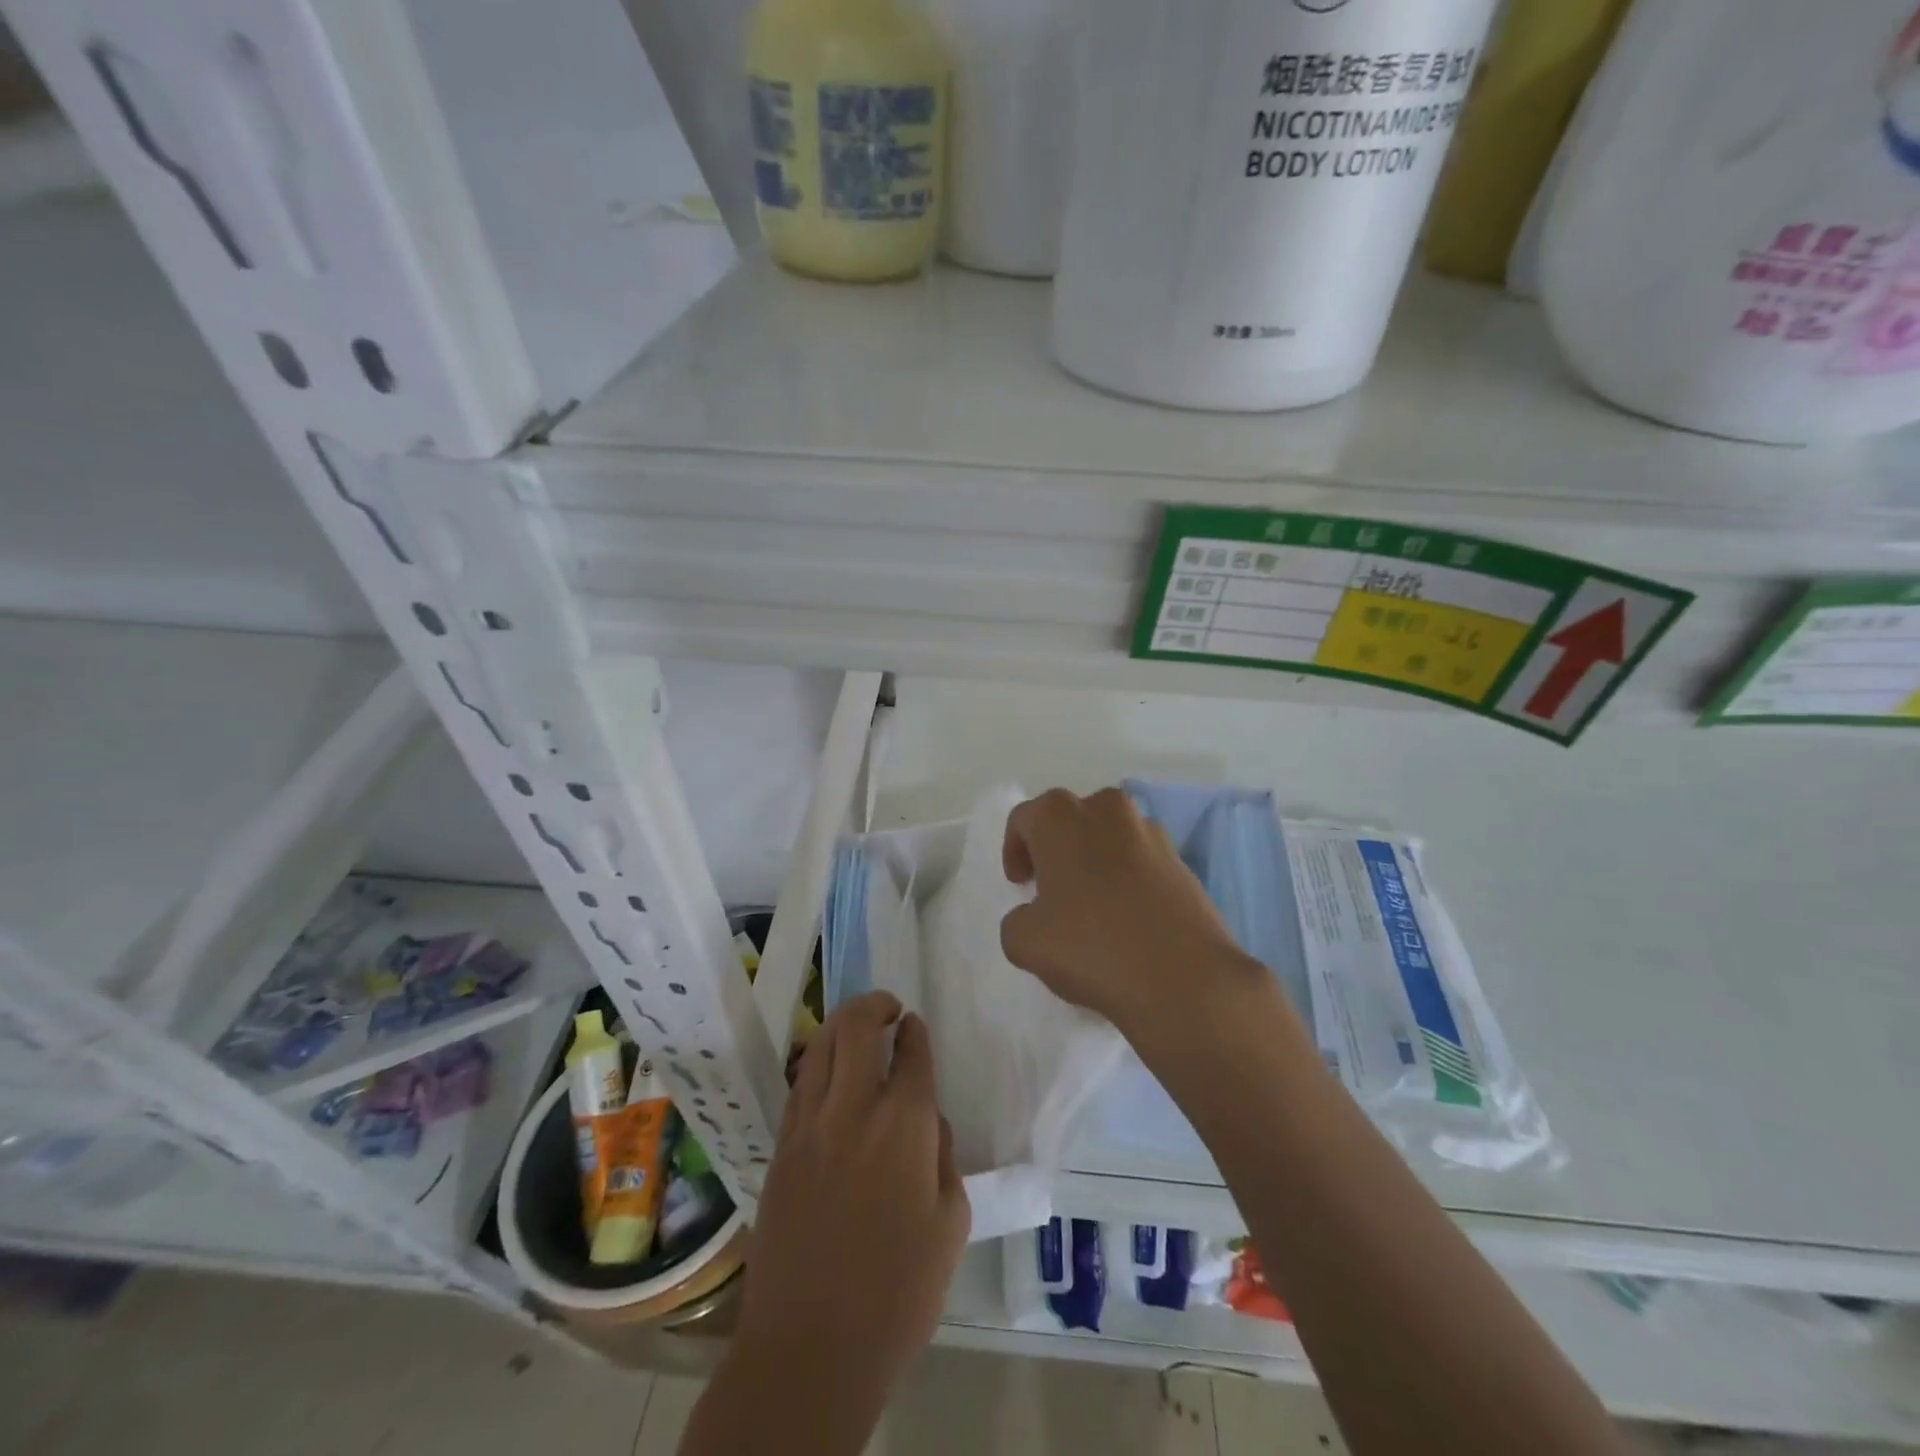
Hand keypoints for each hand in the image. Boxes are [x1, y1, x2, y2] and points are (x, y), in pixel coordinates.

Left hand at [731, 992, 968, 1441]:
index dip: (915, 1033)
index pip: (911, 1055)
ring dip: (840, 1025)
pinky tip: (826, 1072)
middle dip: (874, 1005)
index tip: (915, 1025)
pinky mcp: (781, 1149)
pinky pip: (799, 1086)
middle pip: (856, 1029)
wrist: (810, 1348)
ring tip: (856, 1026)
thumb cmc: (897, 1294)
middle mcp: (853, 1110)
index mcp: (903, 1126)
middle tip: (889, 1007)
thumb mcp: (950, 1226)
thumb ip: (943, 1158)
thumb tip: (928, 1121)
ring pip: (819, 1048)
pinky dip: (815, 1063)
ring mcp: (810, 1126)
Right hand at [999, 787, 1265, 1042]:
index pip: (1024, 818)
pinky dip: (1129, 877)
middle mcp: (1106, 809)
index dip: (1015, 850)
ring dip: (1095, 859)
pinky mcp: (1182, 860)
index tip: (1021, 885)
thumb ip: (1016, 919)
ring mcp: (1150, 831)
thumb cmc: (1092, 948)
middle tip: (1051, 889)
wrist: (1185, 978)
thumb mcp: (1024, 942)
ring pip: (1109, 835)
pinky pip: (1141, 859)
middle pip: (1070, 819)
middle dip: (1057, 848)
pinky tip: (1127, 918)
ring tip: (1092, 905)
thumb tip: (1034, 915)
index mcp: (1060, 817)